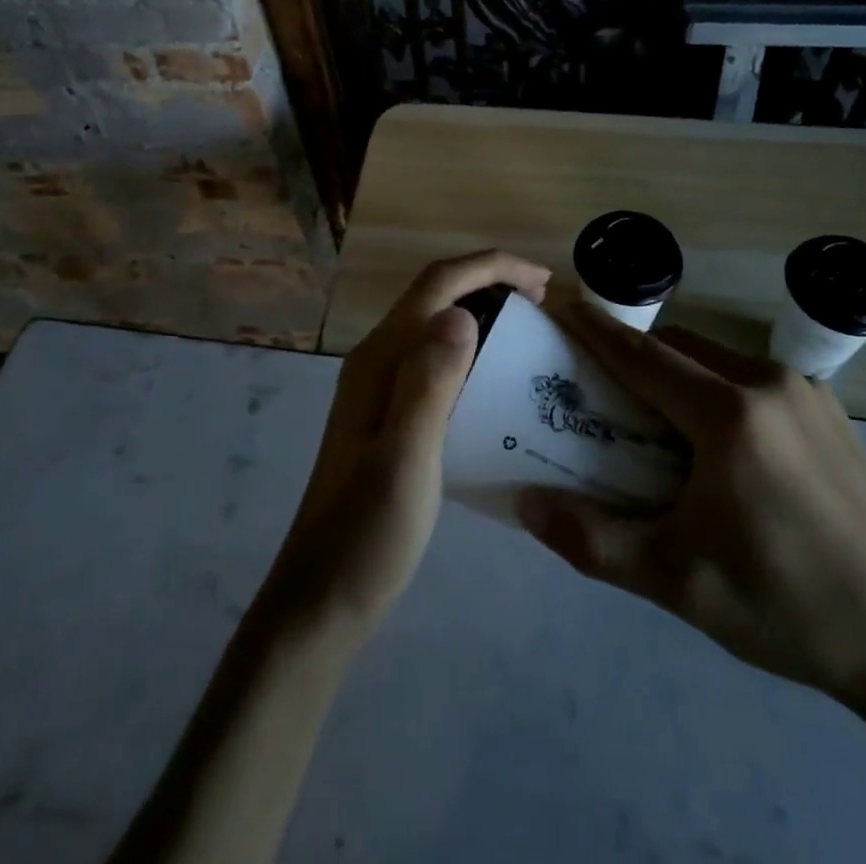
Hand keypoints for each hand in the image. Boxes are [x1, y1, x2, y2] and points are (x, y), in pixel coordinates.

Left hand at [263, 250, 550, 639]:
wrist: (321, 598)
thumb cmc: (368, 533)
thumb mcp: (406, 457)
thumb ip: (429, 382)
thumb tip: (461, 312)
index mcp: (381, 358)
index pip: (438, 284)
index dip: (492, 267)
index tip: (544, 282)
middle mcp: (377, 359)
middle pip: (436, 294)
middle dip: (491, 283)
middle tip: (545, 305)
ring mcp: (378, 387)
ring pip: (434, 324)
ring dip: (482, 312)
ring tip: (529, 333)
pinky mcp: (386, 413)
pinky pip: (433, 357)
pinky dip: (471, 348)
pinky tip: (496, 380)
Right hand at [517, 301, 865, 708]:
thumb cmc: (786, 607)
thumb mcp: (678, 581)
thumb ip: (593, 540)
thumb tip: (524, 503)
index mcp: (729, 415)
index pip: (642, 355)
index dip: (595, 327)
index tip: (560, 301)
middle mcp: (768, 384)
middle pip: (679, 347)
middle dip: (633, 354)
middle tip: (598, 386)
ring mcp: (809, 394)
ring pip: (718, 359)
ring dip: (677, 372)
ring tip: (656, 421)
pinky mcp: (833, 413)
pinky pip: (755, 379)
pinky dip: (718, 389)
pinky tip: (721, 445)